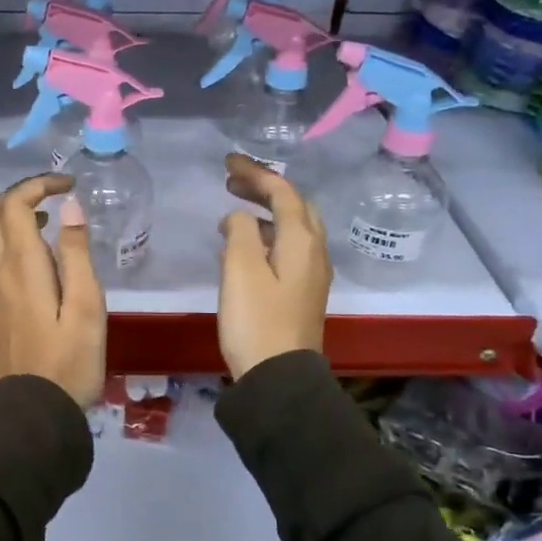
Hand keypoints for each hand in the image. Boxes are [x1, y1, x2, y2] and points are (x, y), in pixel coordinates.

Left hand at [0, 174, 105, 408]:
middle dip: (22, 193)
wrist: (31, 414)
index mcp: (20, 264)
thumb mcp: (86, 307)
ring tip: (52, 220)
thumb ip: (76, 253)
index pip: (15, 203)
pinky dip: (11, 237)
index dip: (39, 184)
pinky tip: (40, 255)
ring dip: (14, 214)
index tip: (69, 184)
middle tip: (56, 195)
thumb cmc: (68, 362)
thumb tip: (70, 205)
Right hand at [216, 154, 330, 380]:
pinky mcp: (302, 291)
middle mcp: (314, 251)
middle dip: (264, 187)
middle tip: (231, 181)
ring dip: (265, 210)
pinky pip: (288, 246)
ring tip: (233, 208)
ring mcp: (312, 273)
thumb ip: (239, 231)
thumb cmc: (256, 320)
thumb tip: (238, 217)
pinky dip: (266, 233)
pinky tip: (244, 244)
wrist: (279, 378)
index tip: (227, 162)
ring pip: (293, 226)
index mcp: (302, 241)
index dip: (256, 172)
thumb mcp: (240, 269)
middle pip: (294, 205)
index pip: (282, 192)